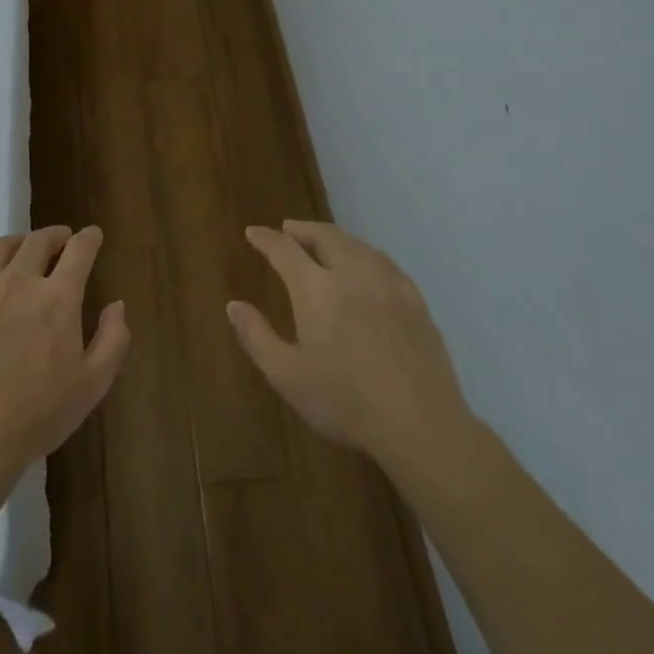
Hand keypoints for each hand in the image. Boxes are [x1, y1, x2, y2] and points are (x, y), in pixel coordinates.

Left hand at [0, 226, 129, 484]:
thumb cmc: (38, 415)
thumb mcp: (93, 384)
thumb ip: (113, 339)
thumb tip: (116, 304)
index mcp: (57, 298)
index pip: (79, 250)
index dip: (89, 238)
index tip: (92, 235)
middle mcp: (18, 281)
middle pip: (38, 241)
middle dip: (55, 236)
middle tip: (60, 241)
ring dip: (18, 242)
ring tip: (23, 249)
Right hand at [231, 221, 477, 481]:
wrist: (420, 424)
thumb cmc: (345, 402)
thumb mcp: (287, 376)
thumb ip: (256, 337)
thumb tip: (234, 305)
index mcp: (316, 290)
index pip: (285, 250)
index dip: (266, 239)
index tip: (253, 232)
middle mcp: (352, 274)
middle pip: (325, 236)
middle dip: (302, 229)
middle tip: (288, 230)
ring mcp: (388, 284)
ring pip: (357, 245)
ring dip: (334, 237)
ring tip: (323, 241)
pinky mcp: (415, 299)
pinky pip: (384, 261)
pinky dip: (365, 253)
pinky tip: (366, 264)